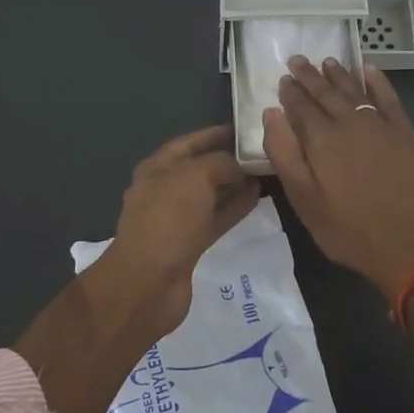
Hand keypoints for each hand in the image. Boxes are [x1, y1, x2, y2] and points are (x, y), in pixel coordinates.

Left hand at [84, 125, 259, 333]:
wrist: (148, 282)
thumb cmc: (168, 219)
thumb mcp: (196, 177)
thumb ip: (221, 163)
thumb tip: (239, 167)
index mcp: (157, 167)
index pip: (189, 142)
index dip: (215, 134)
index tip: (245, 130)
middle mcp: (164, 189)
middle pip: (201, 168)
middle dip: (229, 161)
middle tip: (262, 153)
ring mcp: (176, 219)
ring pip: (210, 195)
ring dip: (234, 186)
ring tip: (265, 176)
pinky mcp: (188, 244)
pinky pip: (215, 218)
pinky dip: (234, 208)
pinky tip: (256, 200)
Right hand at [262, 59, 413, 298]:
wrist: (406, 245)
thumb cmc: (346, 228)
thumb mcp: (302, 199)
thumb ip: (284, 153)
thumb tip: (271, 112)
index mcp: (321, 138)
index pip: (300, 106)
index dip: (290, 92)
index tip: (283, 79)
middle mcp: (350, 122)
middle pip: (326, 92)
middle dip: (310, 76)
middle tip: (298, 60)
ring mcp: (381, 125)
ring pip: (355, 90)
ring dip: (339, 74)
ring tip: (327, 61)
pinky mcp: (405, 134)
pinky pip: (389, 98)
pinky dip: (377, 81)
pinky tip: (369, 70)